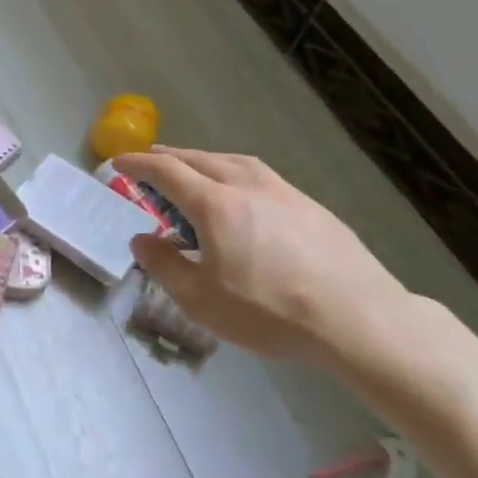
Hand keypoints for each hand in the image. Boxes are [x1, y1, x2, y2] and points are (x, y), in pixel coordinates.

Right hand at [116, 147, 406, 362]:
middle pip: (199, 159)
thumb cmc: (270, 311)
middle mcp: (246, 186)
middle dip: (169, 157)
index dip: (138, 164)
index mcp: (214, 204)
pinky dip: (236, 173)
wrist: (359, 320)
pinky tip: (242, 193)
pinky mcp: (311, 207)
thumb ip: (164, 265)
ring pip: (234, 162)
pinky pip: (261, 176)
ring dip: (205, 160)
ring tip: (195, 168)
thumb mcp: (200, 299)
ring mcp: (283, 193)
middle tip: (151, 161)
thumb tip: (142, 240)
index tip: (119, 162)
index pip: (165, 171)